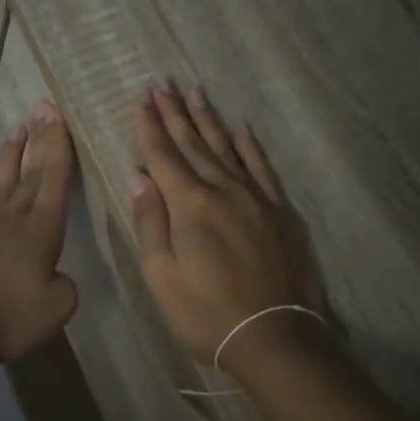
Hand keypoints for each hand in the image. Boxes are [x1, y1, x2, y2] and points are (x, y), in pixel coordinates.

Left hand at [0, 100, 78, 367]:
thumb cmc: (10, 317)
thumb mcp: (57, 308)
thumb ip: (64, 286)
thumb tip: (55, 276)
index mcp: (41, 229)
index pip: (54, 178)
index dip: (58, 145)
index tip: (56, 114)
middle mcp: (13, 218)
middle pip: (30, 172)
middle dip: (39, 139)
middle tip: (42, 107)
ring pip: (2, 182)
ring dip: (11, 156)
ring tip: (17, 130)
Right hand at [128, 83, 321, 371]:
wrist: (273, 336)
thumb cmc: (205, 312)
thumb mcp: (161, 274)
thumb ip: (150, 221)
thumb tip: (138, 176)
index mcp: (190, 205)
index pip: (162, 156)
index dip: (148, 127)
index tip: (139, 100)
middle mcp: (224, 190)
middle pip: (193, 144)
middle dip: (174, 114)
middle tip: (162, 84)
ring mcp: (256, 198)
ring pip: (227, 149)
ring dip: (208, 120)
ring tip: (194, 93)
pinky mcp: (280, 212)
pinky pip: (263, 169)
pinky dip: (250, 148)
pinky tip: (241, 130)